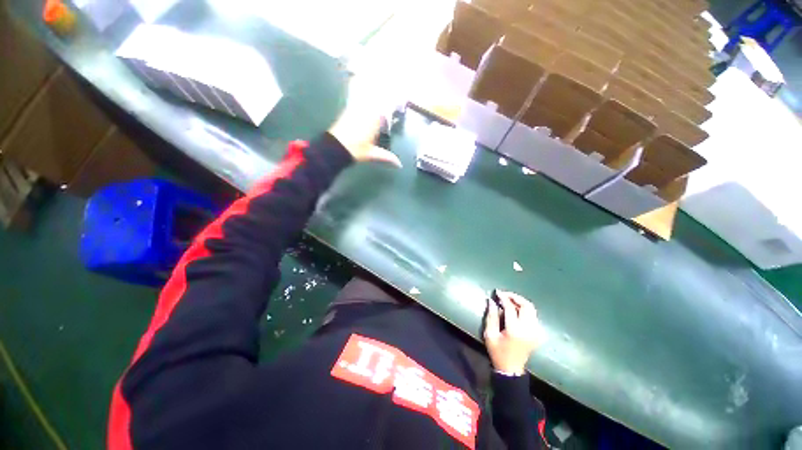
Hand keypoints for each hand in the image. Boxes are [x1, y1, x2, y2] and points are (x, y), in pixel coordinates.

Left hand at [329, 73, 401, 166]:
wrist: (336, 147)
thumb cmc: (355, 150)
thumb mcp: (372, 154)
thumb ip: (386, 156)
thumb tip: (400, 165)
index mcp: (374, 120)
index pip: (386, 104)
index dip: (393, 95)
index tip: (401, 88)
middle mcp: (366, 110)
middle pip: (378, 93)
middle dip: (385, 83)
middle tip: (393, 71)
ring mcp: (357, 106)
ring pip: (366, 90)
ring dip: (371, 80)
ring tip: (379, 69)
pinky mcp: (349, 107)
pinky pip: (355, 92)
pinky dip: (357, 84)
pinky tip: (358, 75)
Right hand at [483, 291, 542, 374]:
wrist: (511, 368)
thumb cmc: (497, 351)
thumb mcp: (489, 334)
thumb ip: (491, 316)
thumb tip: (492, 300)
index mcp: (515, 330)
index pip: (511, 307)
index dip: (503, 298)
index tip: (497, 292)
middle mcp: (529, 329)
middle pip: (526, 306)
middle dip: (515, 297)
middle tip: (505, 294)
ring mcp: (536, 332)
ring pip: (532, 309)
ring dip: (520, 302)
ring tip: (509, 301)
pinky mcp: (538, 334)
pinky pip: (533, 316)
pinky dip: (525, 310)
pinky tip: (515, 311)